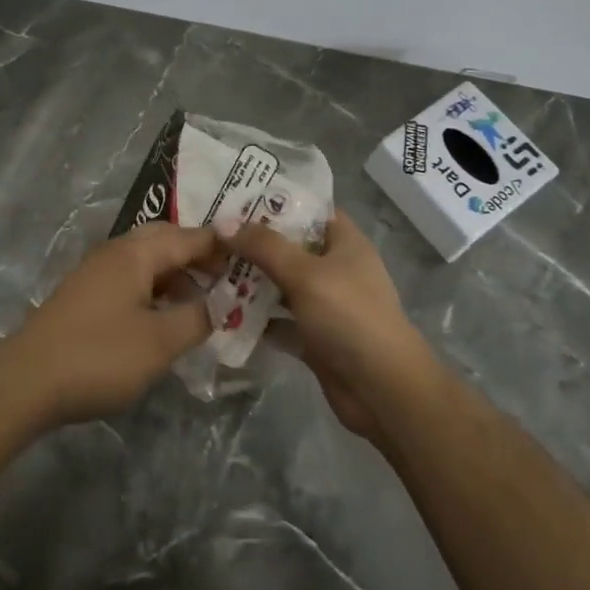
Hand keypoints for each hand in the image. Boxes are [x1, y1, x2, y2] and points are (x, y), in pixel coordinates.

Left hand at [0, 223, 219, 426]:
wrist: (27, 381)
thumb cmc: (100, 355)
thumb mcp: (160, 341)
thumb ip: (198, 318)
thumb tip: (220, 303)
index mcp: (136, 252)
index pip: (190, 237)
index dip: (223, 246)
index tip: (254, 255)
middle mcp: (116, 252)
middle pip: (166, 240)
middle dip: (199, 255)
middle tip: (229, 276)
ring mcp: (96, 273)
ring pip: (147, 261)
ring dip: (177, 274)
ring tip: (205, 300)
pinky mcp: (85, 296)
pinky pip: (132, 279)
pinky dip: (156, 289)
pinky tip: (167, 316)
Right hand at [225, 211, 434, 438]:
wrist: (382, 389)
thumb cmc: (349, 316)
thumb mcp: (305, 273)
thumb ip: (265, 247)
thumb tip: (225, 223)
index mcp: (345, 243)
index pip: (311, 210)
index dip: (277, 202)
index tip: (237, 199)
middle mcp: (336, 270)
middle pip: (291, 248)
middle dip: (254, 244)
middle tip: (212, 237)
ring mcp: (325, 306)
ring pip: (282, 286)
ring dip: (251, 282)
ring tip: (208, 271)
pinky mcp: (314, 338)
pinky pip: (280, 322)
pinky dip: (257, 320)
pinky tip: (222, 314)